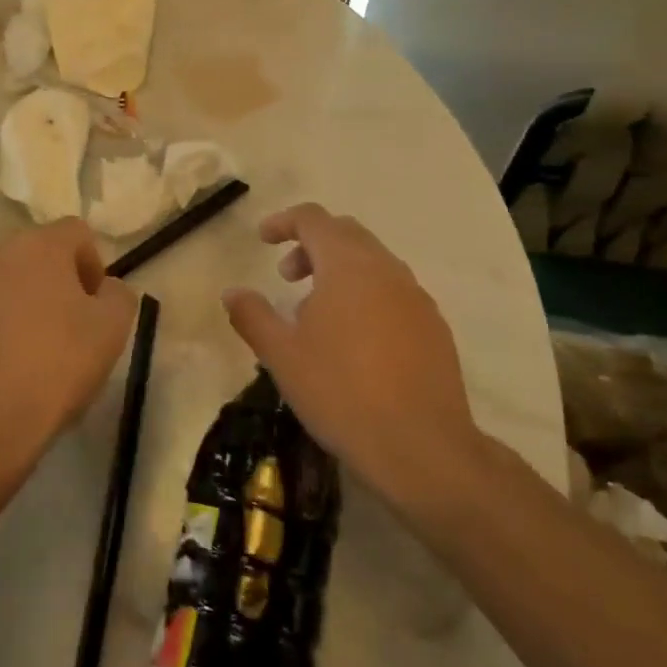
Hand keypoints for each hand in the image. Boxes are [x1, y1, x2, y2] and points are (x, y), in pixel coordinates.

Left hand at [0, 218, 138, 481]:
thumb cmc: (57, 365)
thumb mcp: (112, 329)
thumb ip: (119, 295)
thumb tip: (105, 288)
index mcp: (41, 244)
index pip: (77, 232)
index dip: (94, 264)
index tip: (96, 306)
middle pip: (40, 254)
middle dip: (59, 282)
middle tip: (72, 327)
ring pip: (9, 281)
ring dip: (27, 302)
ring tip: (37, 350)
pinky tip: (7, 364)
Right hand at [222, 203, 485, 517]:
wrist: (422, 448)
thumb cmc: (341, 392)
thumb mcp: (282, 355)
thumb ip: (253, 315)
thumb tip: (232, 292)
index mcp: (347, 265)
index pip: (314, 219)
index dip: (284, 222)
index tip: (263, 239)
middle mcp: (386, 269)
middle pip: (346, 234)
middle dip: (312, 244)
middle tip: (287, 276)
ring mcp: (416, 297)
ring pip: (373, 262)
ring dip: (340, 270)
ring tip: (316, 312)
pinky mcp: (434, 326)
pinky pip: (394, 291)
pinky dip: (366, 294)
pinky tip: (354, 339)